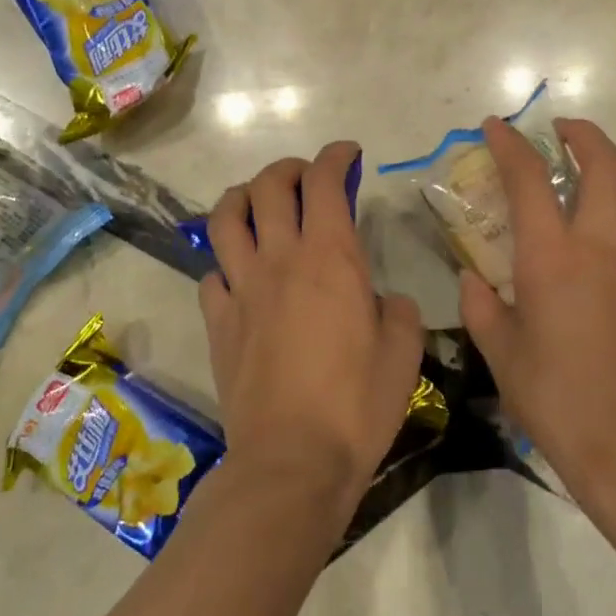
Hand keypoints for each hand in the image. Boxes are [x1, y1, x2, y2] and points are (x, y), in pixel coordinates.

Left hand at [199, 142, 425, 514]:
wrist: (292, 461)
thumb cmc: (357, 404)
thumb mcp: (404, 352)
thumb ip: (398, 310)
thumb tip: (382, 299)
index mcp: (330, 258)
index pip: (325, 182)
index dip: (335, 156)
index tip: (348, 154)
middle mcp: (280, 260)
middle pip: (269, 186)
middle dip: (289, 168)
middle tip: (307, 179)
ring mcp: (242, 289)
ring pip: (226, 218)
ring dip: (242, 198)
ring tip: (258, 204)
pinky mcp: (218, 322)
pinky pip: (212, 275)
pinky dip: (225, 264)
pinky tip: (240, 276)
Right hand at [458, 118, 615, 515]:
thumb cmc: (553, 397)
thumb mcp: (500, 352)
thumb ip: (482, 306)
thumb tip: (474, 280)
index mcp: (550, 257)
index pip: (528, 180)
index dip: (510, 145)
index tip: (496, 126)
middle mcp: (600, 247)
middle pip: (605, 166)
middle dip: (583, 135)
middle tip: (562, 132)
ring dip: (615, 181)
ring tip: (594, 190)